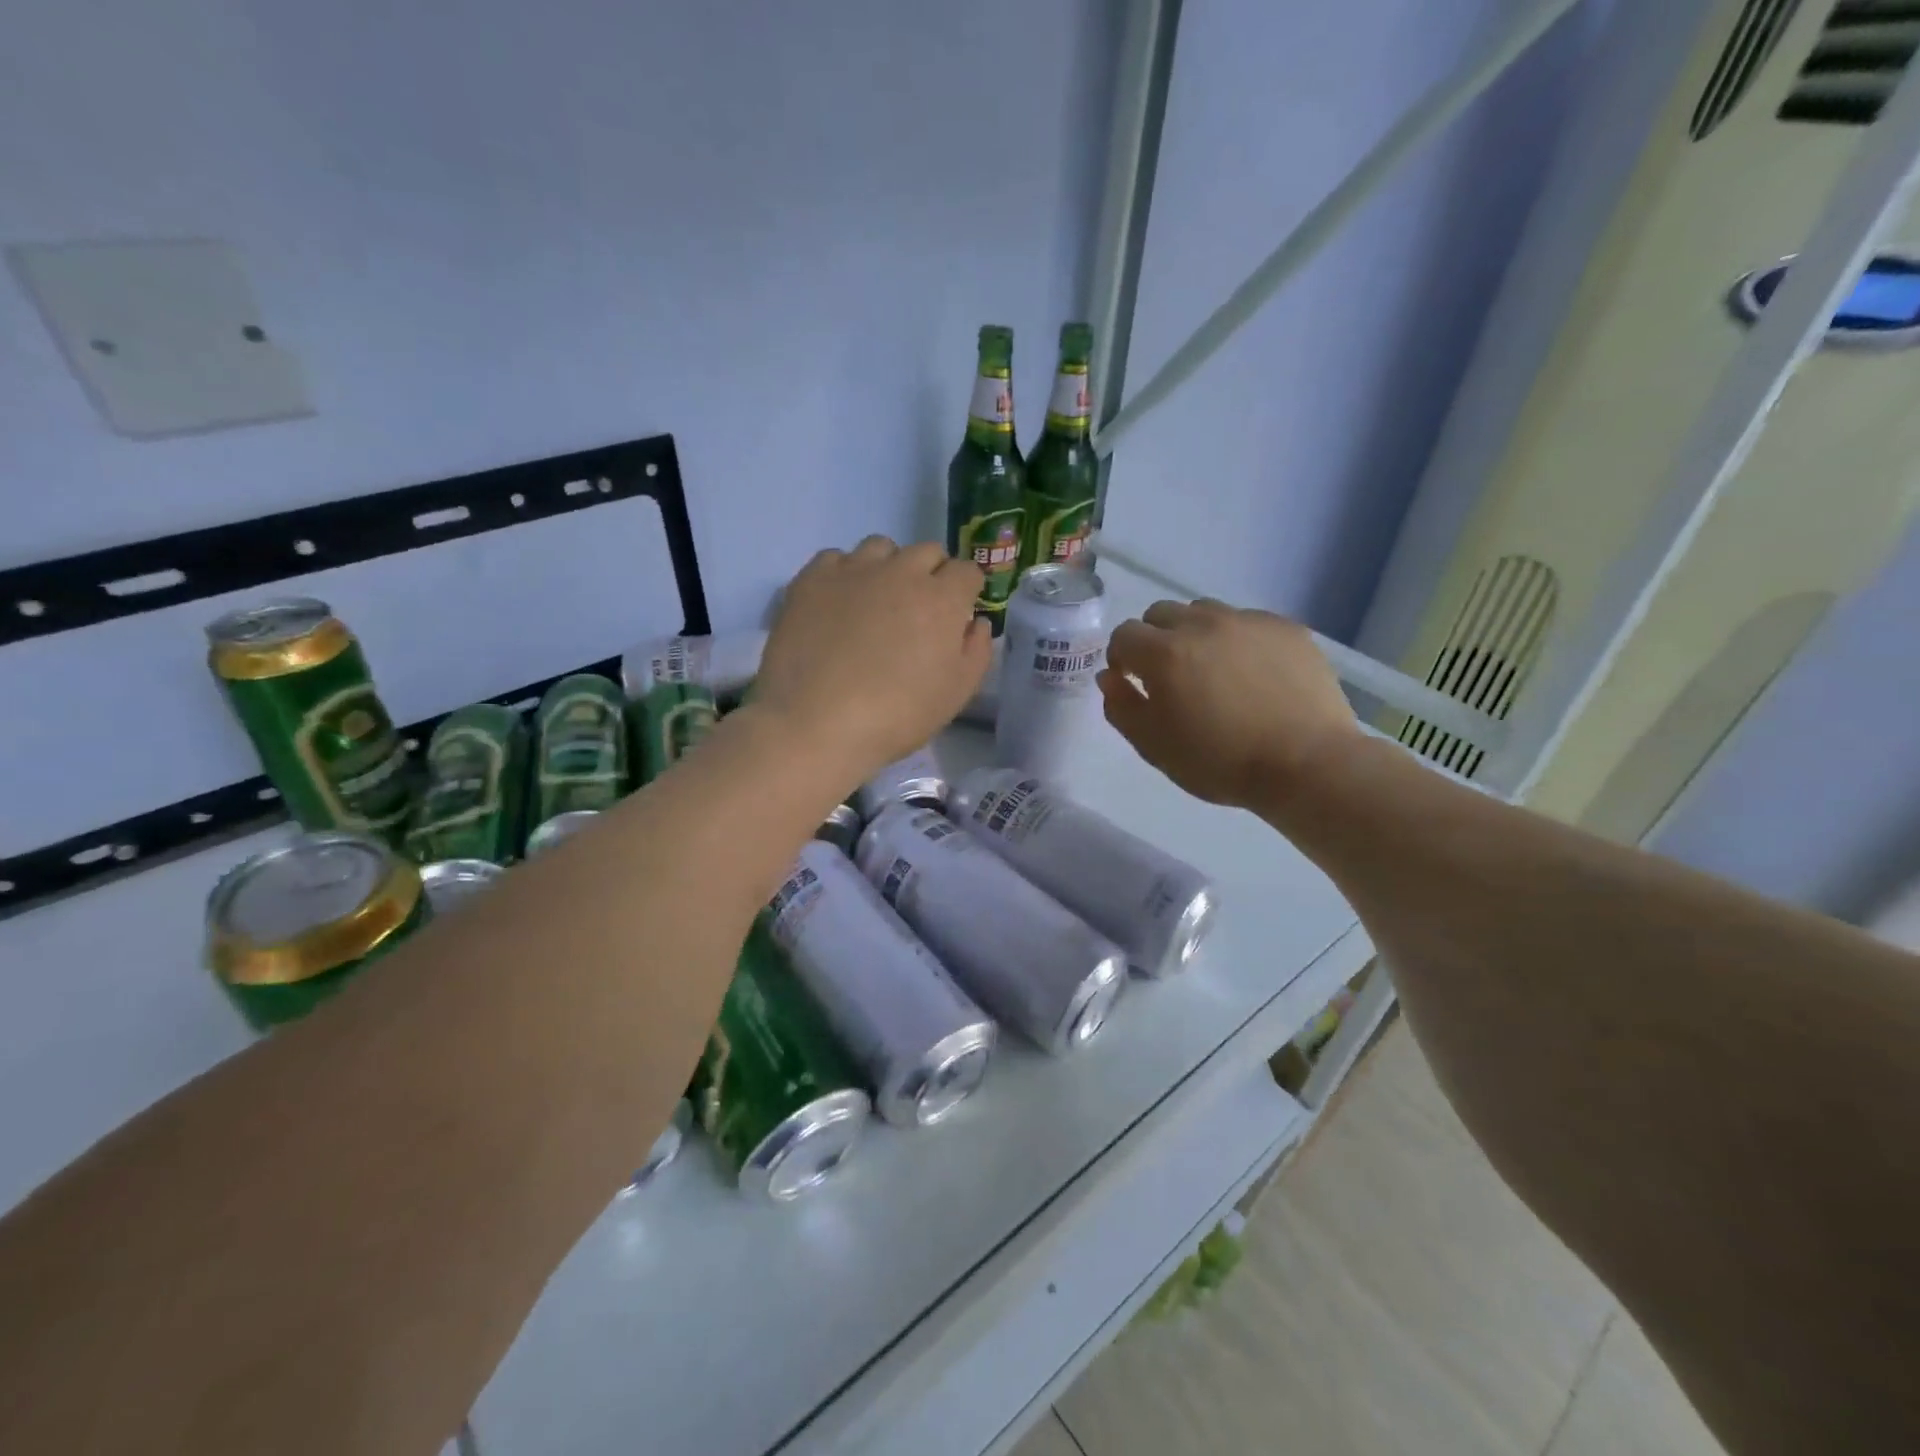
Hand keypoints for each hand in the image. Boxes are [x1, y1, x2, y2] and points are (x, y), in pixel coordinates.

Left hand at [753, 536, 991, 781]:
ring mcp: (854, 571)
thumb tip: (974, 621)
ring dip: (889, 566)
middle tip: (919, 610)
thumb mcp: (957, 694)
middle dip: (932, 574)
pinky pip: (836, 558)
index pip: (967, 571)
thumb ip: (976, 650)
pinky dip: (844, 573)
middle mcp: (901, 572)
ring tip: (877, 600)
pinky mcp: (811, 580)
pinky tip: (839, 603)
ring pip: (881, 547)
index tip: (957, 612)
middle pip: (927, 552)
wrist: (816, 723)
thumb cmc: (897, 715)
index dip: (966, 590)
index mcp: (942, 599)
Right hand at [1099, 599, 1360, 810]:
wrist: (1306, 764)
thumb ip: (1122, 707)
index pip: (1124, 635)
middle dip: (1154, 639)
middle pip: (1161, 613)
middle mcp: (1202, 624)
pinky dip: (1237, 639)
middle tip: (1170, 676)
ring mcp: (1248, 621)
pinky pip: (1247, 622)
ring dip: (1195, 634)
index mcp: (1164, 653)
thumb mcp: (1154, 747)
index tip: (1132, 682)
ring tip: (1212, 670)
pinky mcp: (1285, 628)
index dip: (1121, 658)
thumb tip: (1110, 678)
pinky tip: (1252, 674)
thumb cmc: (1220, 762)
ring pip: (1204, 612)